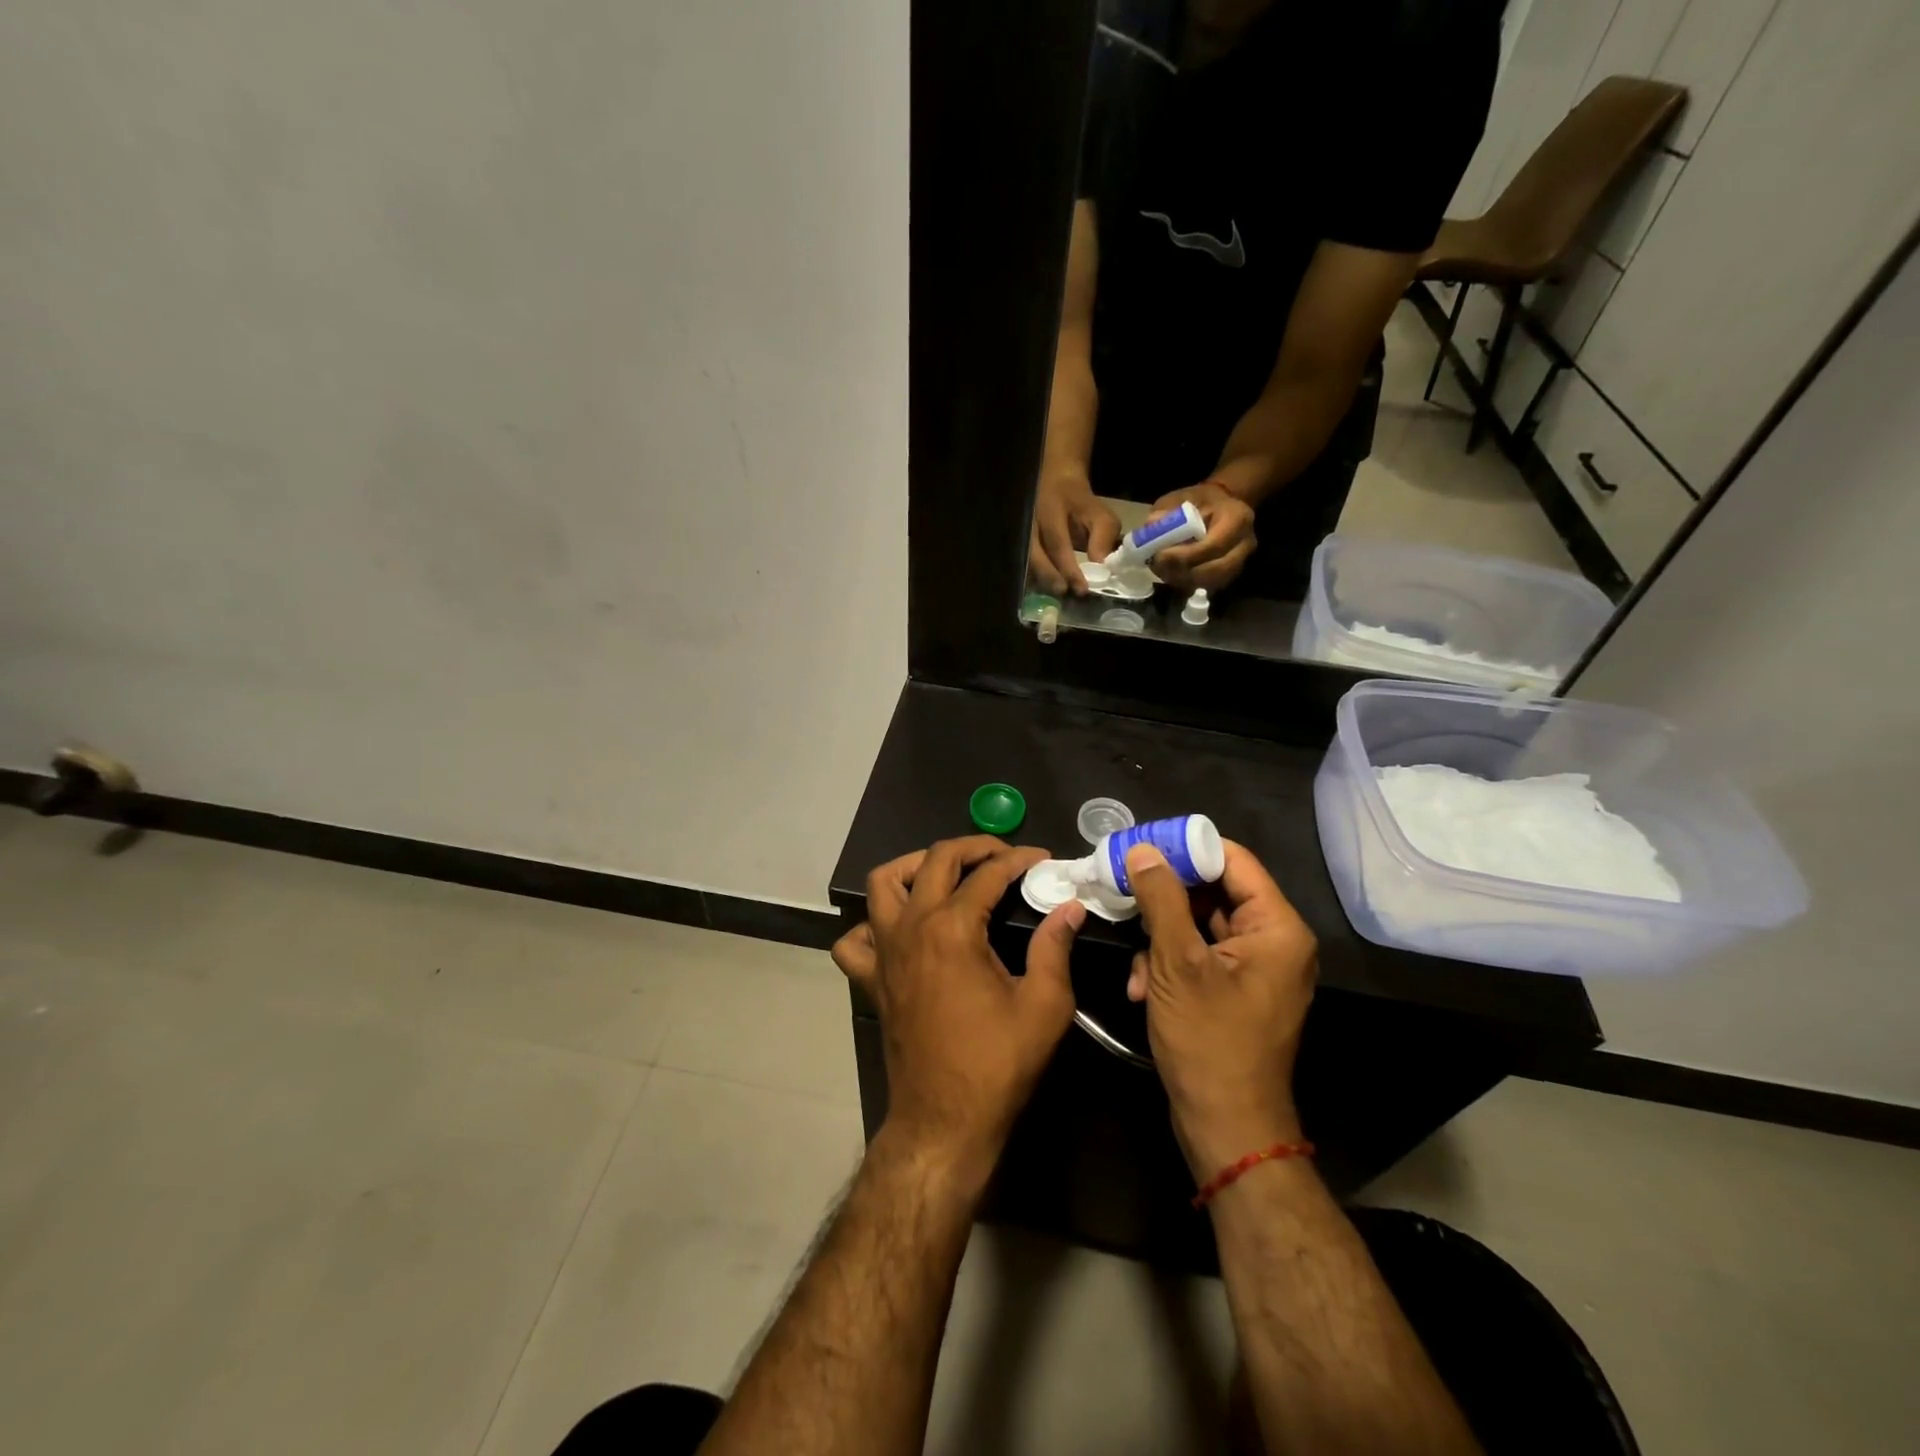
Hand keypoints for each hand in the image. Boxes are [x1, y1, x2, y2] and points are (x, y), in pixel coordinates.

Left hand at [832, 837, 1085, 1185]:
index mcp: (952, 928)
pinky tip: (900, 929)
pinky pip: (855, 939)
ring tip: (946, 874)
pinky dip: (872, 924)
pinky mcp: (872, 979)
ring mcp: (884, 952)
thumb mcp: (1044, 1005)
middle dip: (972, 847)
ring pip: (883, 884)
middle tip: (1003, 856)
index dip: (1019, 859)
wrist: (944, 1121)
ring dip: (914, 867)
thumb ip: (1055, 947)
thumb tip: (1069, 907)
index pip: (987, 873)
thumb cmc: (997, 1064)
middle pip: (934, 860)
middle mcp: (911, 927)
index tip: (1043, 859)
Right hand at [1030, 472, 1122, 595]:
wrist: (1056, 483)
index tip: (1082, 588)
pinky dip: (1034, 578)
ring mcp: (1020, 531)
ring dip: (1040, 579)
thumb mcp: (1100, 515)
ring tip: (1056, 595)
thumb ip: (1103, 538)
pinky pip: (1022, 563)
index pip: (1058, 543)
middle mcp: (1030, 520)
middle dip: (1049, 576)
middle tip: (1064, 592)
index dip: (1069, 568)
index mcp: (1051, 510)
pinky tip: (1046, 589)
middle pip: (1033, 554)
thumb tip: (1100, 567)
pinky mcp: (1018, 541)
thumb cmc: (1081, 505)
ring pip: (1025, 560)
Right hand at [1123, 840, 1317, 1177]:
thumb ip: (1161, 899)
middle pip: (1213, 891)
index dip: (1185, 848)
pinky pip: (1198, 955)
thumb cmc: (1209, 1041)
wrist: (1226, 1127)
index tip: (1140, 845)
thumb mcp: (1177, 964)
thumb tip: (1142, 849)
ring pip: (1198, 924)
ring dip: (1160, 940)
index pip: (1233, 860)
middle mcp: (1272, 940)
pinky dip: (1168, 964)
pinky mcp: (1234, 989)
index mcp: (1276, 927)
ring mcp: (1254, 967)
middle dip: (1164, 901)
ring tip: (1137, 967)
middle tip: (1121, 892)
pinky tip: (1142, 989)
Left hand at [1148, 481, 1256, 591]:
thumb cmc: (1200, 501)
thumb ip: (1167, 511)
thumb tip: (1152, 526)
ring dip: (1183, 580)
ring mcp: (1240, 562)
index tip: (1160, 555)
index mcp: (1237, 519)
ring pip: (1212, 582)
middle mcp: (1245, 544)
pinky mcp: (1230, 575)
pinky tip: (1172, 574)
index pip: (1213, 546)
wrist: (1220, 507)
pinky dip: (1188, 583)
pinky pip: (1209, 587)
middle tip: (1158, 566)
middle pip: (1216, 570)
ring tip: (1162, 570)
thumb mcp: (1180, 497)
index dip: (1185, 555)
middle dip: (1183, 572)